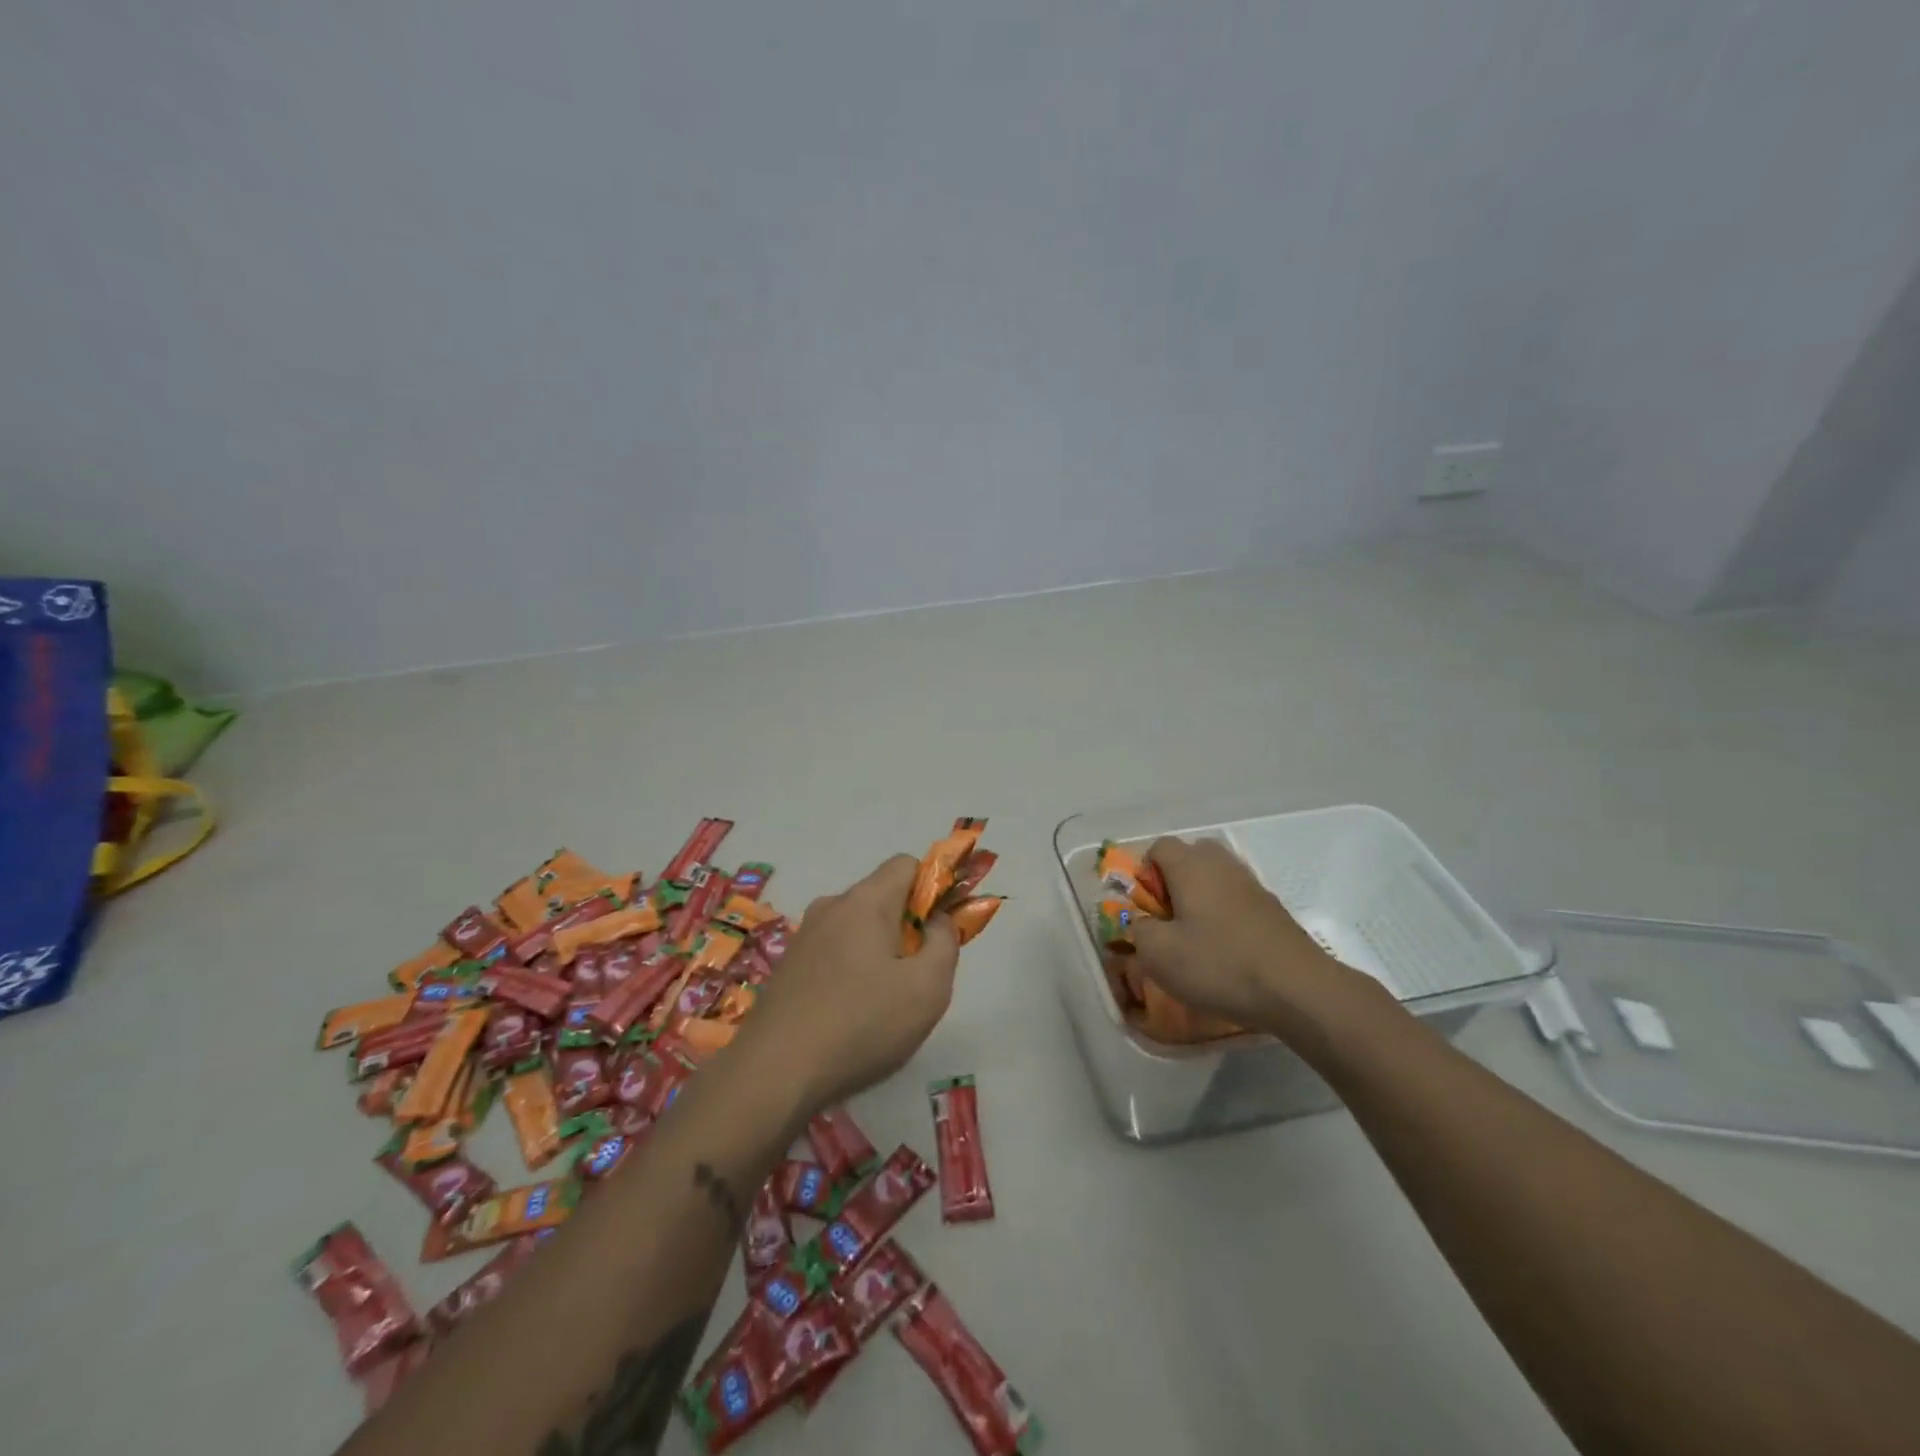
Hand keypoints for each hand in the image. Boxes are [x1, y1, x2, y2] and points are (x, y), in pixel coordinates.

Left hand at [742, 854, 958, 1111]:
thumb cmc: (862, 1024)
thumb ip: (945, 942)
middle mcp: (831, 906)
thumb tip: (937, 920)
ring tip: (884, 1004)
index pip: (906, 864)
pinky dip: (851, 970)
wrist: (773, 1073)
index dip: (933, 887)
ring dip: (879, 952)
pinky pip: (833, 952)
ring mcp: (804, 936)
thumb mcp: (928, 988)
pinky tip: (851, 1016)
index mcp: (865, 901)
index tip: (941, 930)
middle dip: (908, 927)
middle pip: (882, 897)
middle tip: (917, 977)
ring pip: (857, 928)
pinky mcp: (787, 966)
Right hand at [1130, 836, 1358, 1035]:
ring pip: (1215, 879)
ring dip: (1200, 902)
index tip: (1147, 910)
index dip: (1144, 874)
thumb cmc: (1219, 964)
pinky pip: (1236, 901)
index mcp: (1191, 865)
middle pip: (1190, 857)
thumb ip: (1138, 929)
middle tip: (1169, 921)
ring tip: (1197, 941)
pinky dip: (1225, 918)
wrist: (1298, 990)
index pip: (1158, 847)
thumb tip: (1143, 922)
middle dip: (1173, 884)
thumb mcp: (1158, 954)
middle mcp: (1222, 865)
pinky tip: (1227, 953)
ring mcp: (1252, 885)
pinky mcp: (1272, 909)